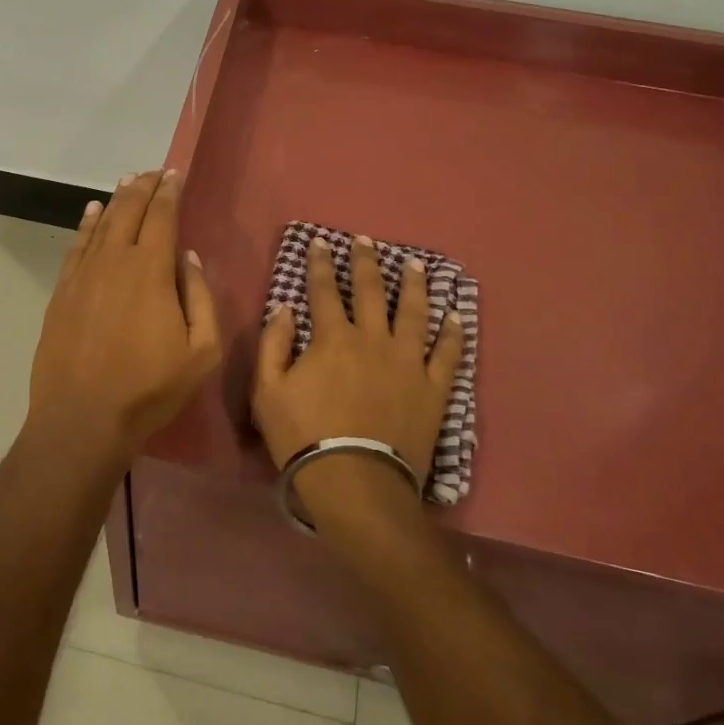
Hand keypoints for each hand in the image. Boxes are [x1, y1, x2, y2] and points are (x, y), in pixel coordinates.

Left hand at [29, 169, 220, 464]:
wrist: (82, 418)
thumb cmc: (149, 389)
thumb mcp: (200, 352)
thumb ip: (201, 298)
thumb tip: (190, 258)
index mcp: (151, 270)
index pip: (162, 216)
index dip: (169, 192)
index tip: (174, 174)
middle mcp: (115, 260)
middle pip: (129, 211)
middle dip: (143, 187)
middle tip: (153, 173)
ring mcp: (83, 274)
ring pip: (102, 223)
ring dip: (117, 199)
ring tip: (128, 182)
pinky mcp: (62, 291)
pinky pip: (77, 245)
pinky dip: (87, 224)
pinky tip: (93, 212)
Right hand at [253, 234, 465, 518]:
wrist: (355, 483)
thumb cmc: (304, 437)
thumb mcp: (267, 391)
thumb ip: (273, 345)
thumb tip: (285, 309)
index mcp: (332, 338)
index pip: (325, 290)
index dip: (320, 264)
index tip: (319, 243)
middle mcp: (373, 339)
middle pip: (372, 290)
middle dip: (367, 262)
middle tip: (367, 241)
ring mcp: (408, 362)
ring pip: (414, 312)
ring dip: (414, 285)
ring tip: (416, 264)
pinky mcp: (433, 389)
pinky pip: (447, 354)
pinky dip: (452, 333)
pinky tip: (456, 316)